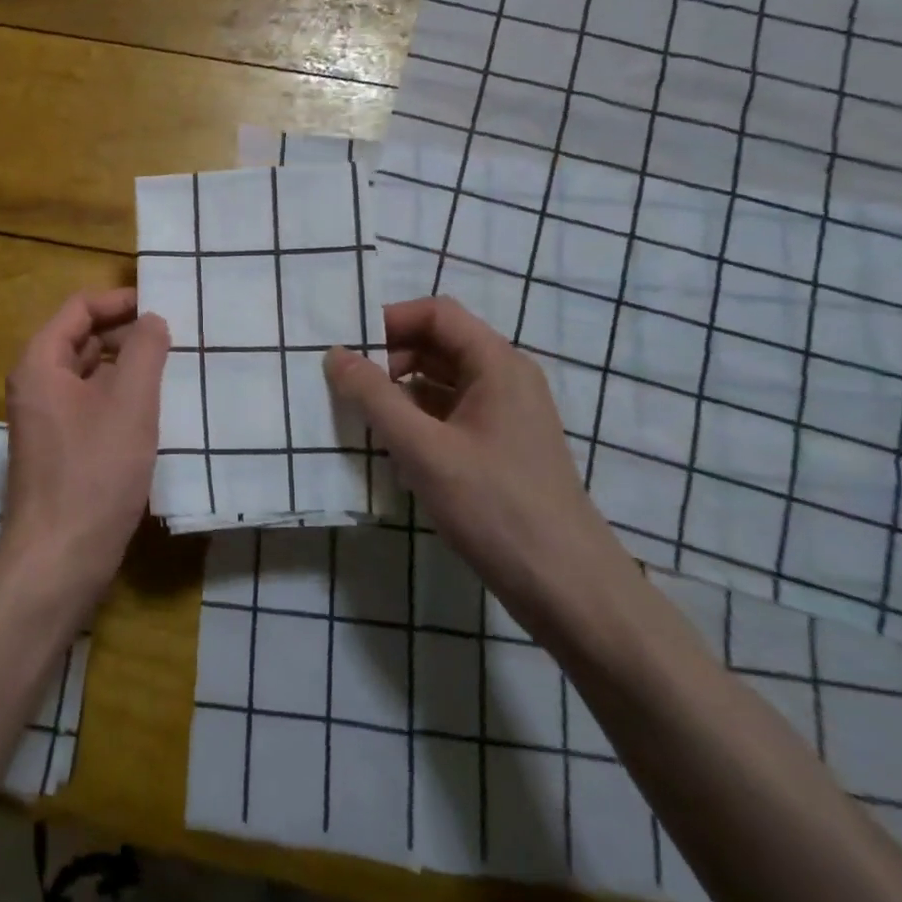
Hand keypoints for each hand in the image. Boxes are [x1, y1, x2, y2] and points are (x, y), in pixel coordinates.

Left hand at [0, 288, 170, 608]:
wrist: (60, 556)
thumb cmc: (94, 472)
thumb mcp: (130, 403)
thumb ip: (145, 350)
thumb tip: (152, 319)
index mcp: (41, 362)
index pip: (80, 308)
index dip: (120, 301)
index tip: (162, 304)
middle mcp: (36, 383)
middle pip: (83, 338)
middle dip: (127, 334)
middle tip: (176, 337)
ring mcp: (46, 417)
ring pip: (90, 374)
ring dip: (127, 367)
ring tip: (173, 368)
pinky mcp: (60, 446)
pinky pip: (91, 404)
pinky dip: (120, 397)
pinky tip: (156, 409)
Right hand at [325, 296, 634, 640]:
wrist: (566, 588)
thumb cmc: (495, 507)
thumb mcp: (424, 449)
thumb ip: (374, 397)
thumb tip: (334, 355)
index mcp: (497, 365)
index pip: (436, 314)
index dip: (389, 320)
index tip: (347, 348)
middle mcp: (505, 379)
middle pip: (438, 344)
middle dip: (389, 356)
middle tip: (346, 384)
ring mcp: (505, 415)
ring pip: (441, 381)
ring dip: (399, 390)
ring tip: (360, 415)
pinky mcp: (500, 447)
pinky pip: (450, 413)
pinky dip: (417, 418)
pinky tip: (390, 447)